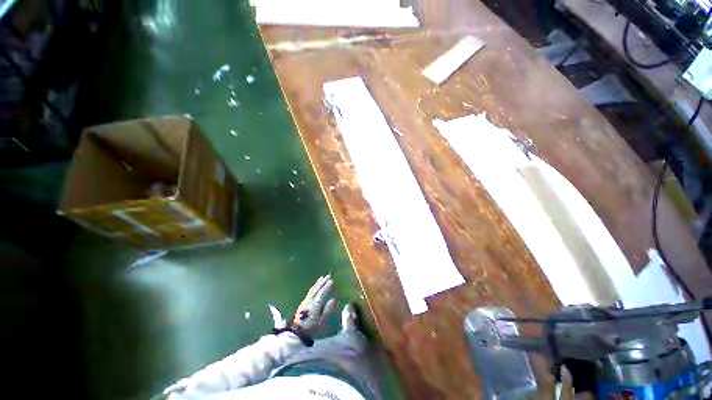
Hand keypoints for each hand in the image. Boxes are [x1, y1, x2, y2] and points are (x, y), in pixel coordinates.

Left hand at [290, 275, 336, 336]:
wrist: (296, 335)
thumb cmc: (311, 330)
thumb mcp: (321, 323)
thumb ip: (327, 311)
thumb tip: (333, 300)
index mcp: (315, 305)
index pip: (322, 293)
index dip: (327, 287)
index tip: (332, 280)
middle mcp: (309, 301)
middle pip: (316, 289)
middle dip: (323, 282)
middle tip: (329, 275)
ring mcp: (305, 302)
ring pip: (312, 290)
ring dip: (318, 283)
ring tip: (322, 278)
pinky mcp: (302, 304)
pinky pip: (309, 292)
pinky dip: (313, 287)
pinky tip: (315, 286)